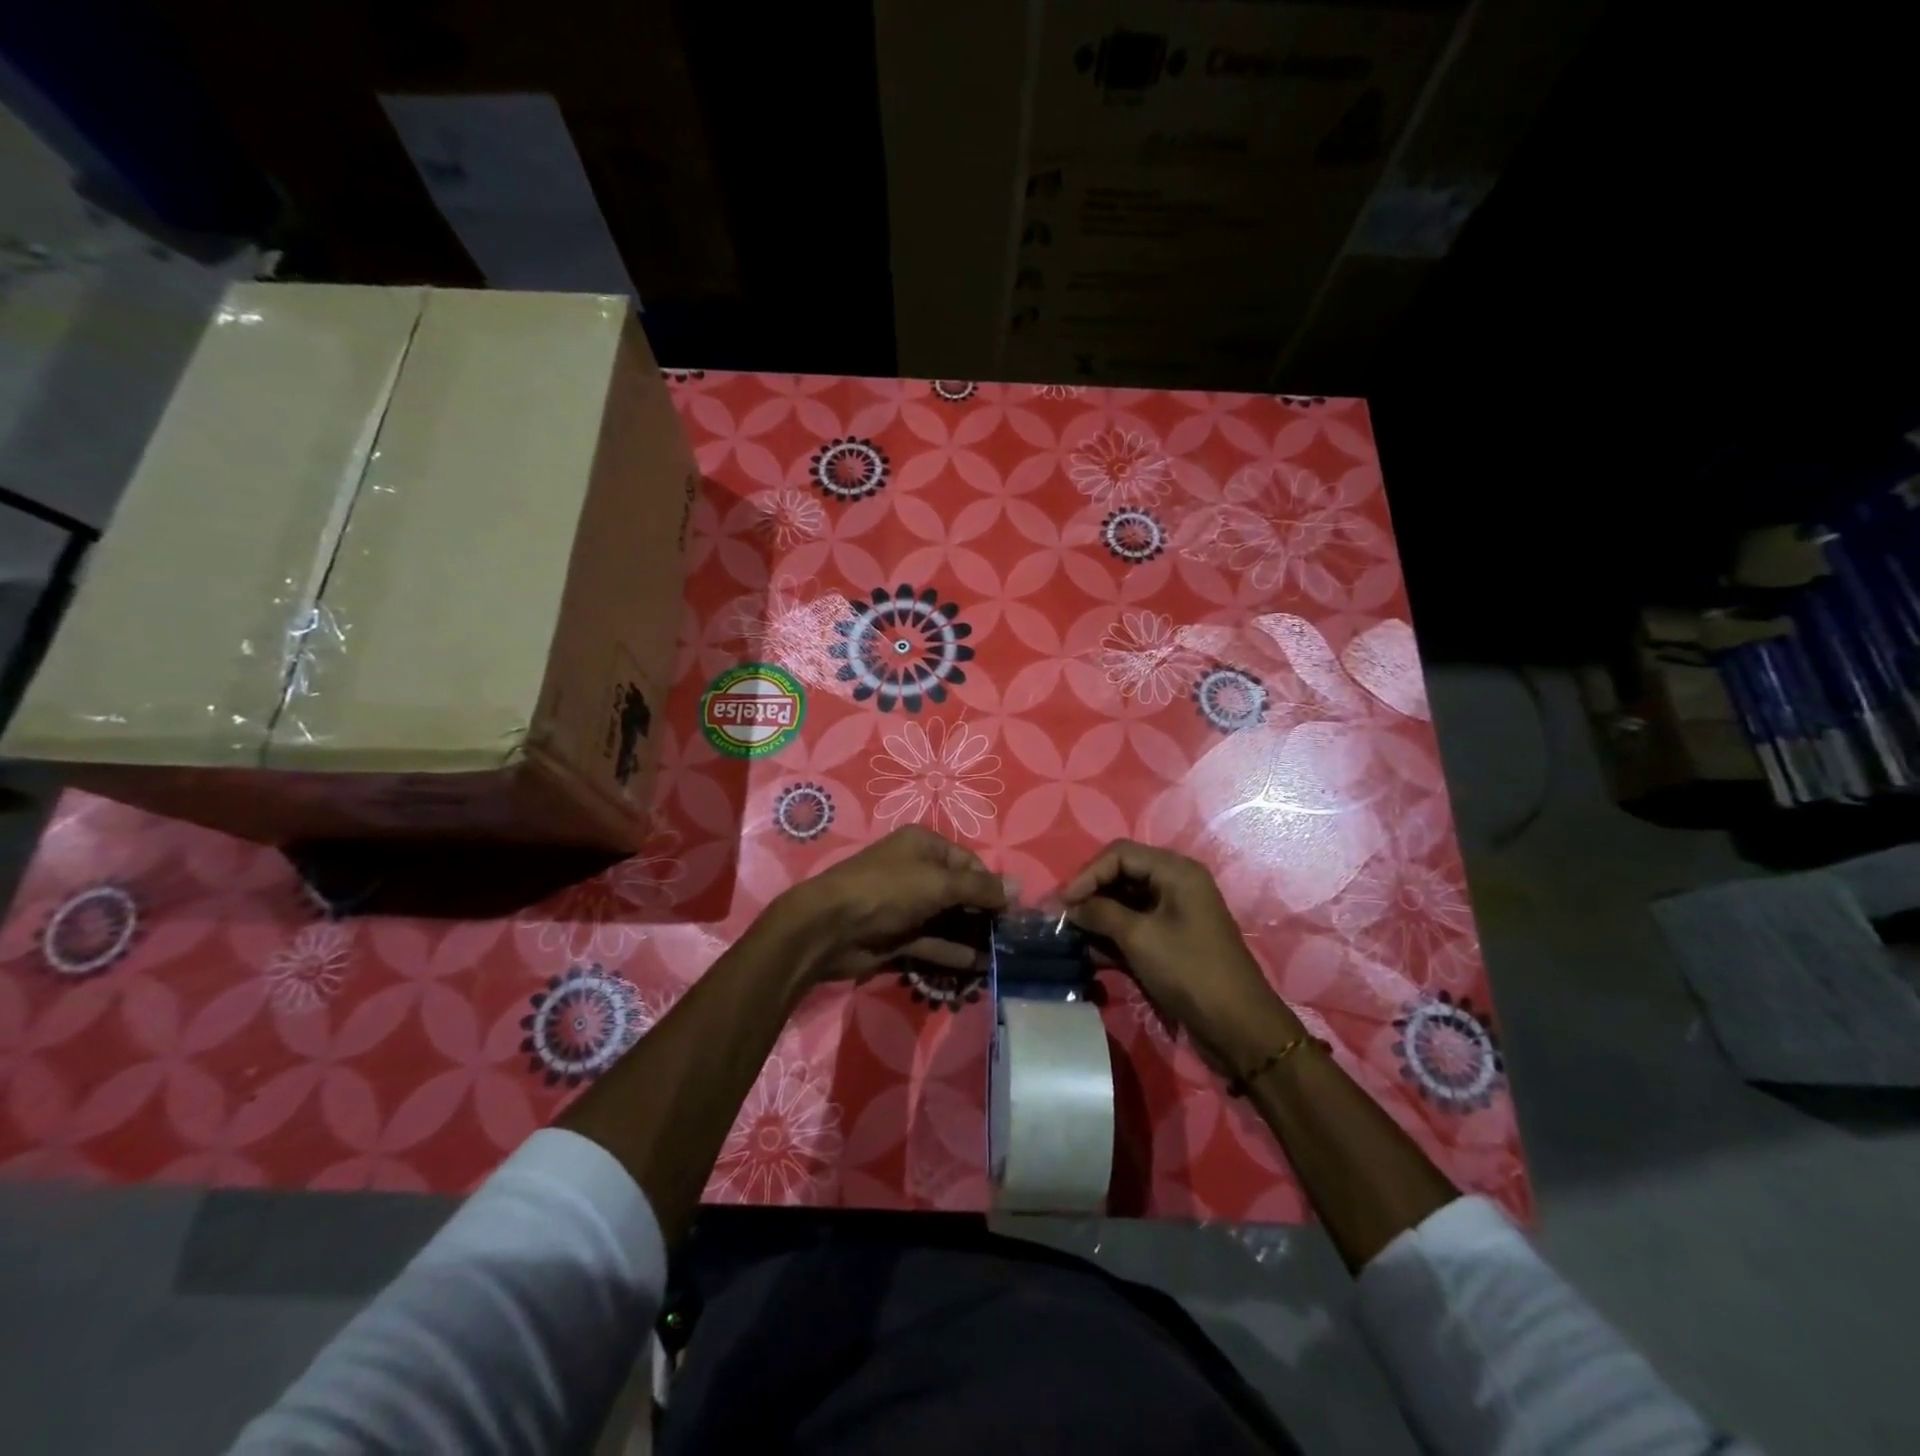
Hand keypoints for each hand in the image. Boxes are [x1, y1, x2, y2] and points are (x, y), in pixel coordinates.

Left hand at [769, 826, 1007, 984]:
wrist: (829, 927)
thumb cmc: (887, 890)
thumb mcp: (939, 883)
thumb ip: (979, 888)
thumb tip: (1018, 887)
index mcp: (924, 846)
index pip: (968, 863)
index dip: (991, 885)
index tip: (1013, 911)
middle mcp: (916, 872)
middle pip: (959, 892)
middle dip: (984, 914)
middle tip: (1012, 937)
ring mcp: (906, 906)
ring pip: (948, 920)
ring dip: (972, 936)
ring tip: (1002, 956)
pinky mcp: (898, 936)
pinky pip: (933, 943)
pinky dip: (954, 953)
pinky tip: (980, 967)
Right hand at [1062, 840, 1299, 1068]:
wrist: (1238, 1027)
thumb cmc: (1189, 971)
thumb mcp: (1139, 937)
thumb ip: (1100, 914)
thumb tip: (1069, 907)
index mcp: (1175, 871)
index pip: (1119, 855)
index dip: (1087, 874)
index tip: (1062, 903)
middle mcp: (1175, 884)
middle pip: (1121, 876)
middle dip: (1089, 896)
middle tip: (1060, 919)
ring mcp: (1174, 914)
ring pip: (1124, 904)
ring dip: (1097, 918)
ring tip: (1069, 938)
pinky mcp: (1170, 941)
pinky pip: (1134, 928)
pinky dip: (1111, 937)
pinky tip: (1088, 954)